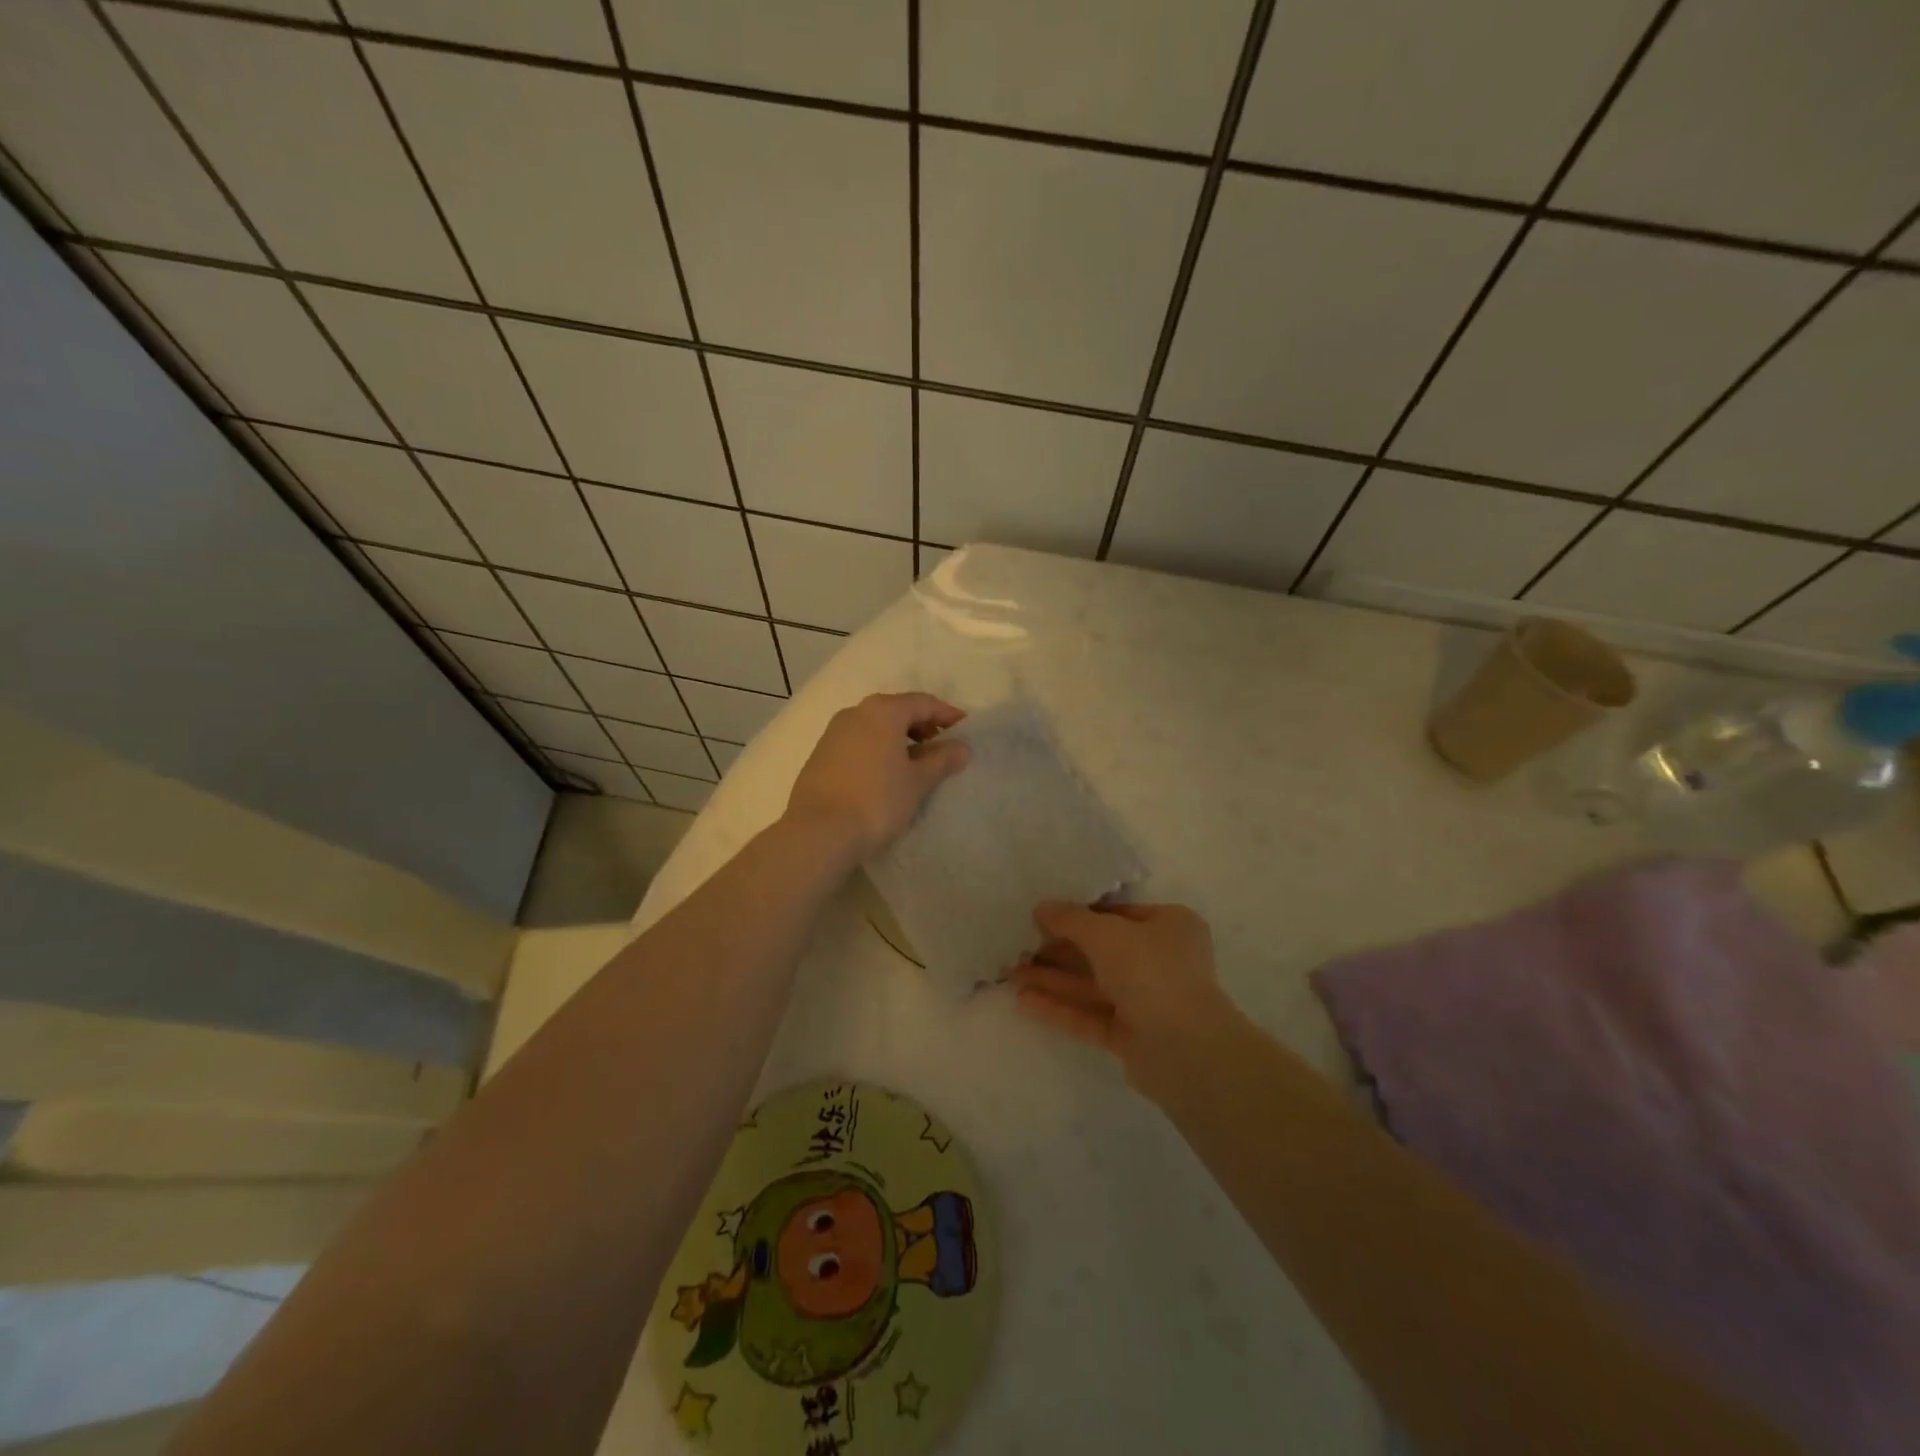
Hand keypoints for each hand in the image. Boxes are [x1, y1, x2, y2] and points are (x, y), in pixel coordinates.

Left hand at [785, 693, 969, 859]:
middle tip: (941, 747)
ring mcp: (833, 733)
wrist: (818, 832)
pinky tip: (885, 774)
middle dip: (922, 726)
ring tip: (915, 764)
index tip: (965, 731)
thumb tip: (962, 747)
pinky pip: (858, 742)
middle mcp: (856, 712)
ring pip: (875, 726)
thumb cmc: (877, 800)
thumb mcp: (917, 781)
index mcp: (883, 711)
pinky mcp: (819, 755)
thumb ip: (941, 760)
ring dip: (898, 739)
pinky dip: (877, 750)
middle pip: (897, 710)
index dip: (947, 715)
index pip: (923, 703)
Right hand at [1011, 901, 1234, 1098]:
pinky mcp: (1132, 1035)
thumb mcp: (1107, 934)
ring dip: (1054, 979)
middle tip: (1020, 946)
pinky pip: (1091, 1015)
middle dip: (1060, 950)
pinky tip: (1024, 1000)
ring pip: (1093, 985)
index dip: (1080, 914)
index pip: (1118, 913)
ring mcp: (1147, 1000)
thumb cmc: (1152, 972)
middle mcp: (1161, 960)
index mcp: (1169, 926)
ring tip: (1012, 974)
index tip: (1042, 915)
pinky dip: (1061, 1007)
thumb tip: (1042, 907)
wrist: (1186, 1050)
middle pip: (1102, 950)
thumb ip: (1071, 919)